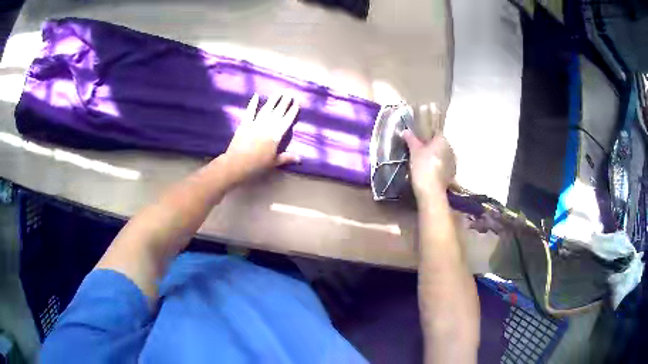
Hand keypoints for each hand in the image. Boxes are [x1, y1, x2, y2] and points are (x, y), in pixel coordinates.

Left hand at [223, 93, 299, 182]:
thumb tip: (300, 159)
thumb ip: (286, 158)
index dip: (292, 110)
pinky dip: (253, 103)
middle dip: (284, 102)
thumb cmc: (257, 165)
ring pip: (266, 109)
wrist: (237, 163)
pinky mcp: (245, 123)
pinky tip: (256, 96)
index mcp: (276, 135)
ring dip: (273, 100)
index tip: (296, 102)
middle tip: (289, 93)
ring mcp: (256, 123)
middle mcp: (268, 125)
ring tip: (278, 92)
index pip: (287, 120)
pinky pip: (250, 111)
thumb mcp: (274, 162)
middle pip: (278, 111)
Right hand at [401, 130, 455, 200]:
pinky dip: (437, 167)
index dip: (426, 135)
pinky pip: (443, 166)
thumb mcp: (414, 151)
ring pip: (442, 156)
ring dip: (435, 157)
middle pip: (439, 144)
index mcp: (443, 140)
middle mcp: (450, 149)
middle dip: (431, 147)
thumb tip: (405, 131)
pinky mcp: (452, 174)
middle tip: (418, 151)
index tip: (417, 140)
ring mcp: (453, 162)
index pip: (435, 133)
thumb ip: (411, 140)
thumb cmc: (423, 166)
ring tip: (423, 163)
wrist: (431, 191)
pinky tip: (429, 172)